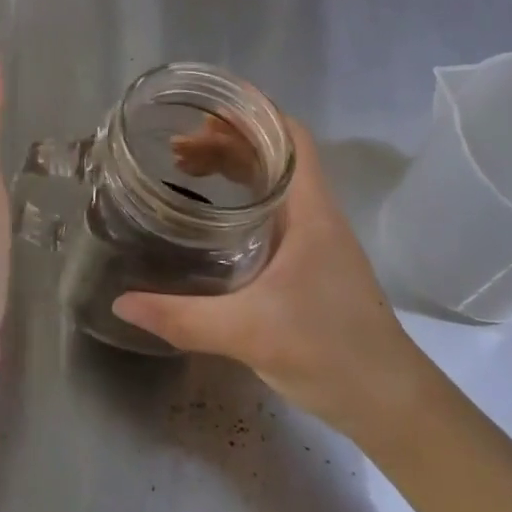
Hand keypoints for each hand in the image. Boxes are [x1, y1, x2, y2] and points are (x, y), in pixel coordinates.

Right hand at [113, 118, 433, 437]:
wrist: (390, 404)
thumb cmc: (329, 352)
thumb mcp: (248, 332)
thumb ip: (182, 317)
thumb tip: (122, 303)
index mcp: (309, 210)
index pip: (289, 136)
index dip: (252, 112)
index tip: (205, 107)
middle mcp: (315, 214)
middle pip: (273, 154)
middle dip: (226, 140)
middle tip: (176, 147)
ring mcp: (316, 239)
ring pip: (272, 182)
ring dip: (232, 168)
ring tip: (185, 170)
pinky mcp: (311, 263)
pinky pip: (272, 211)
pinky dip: (241, 199)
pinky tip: (213, 217)